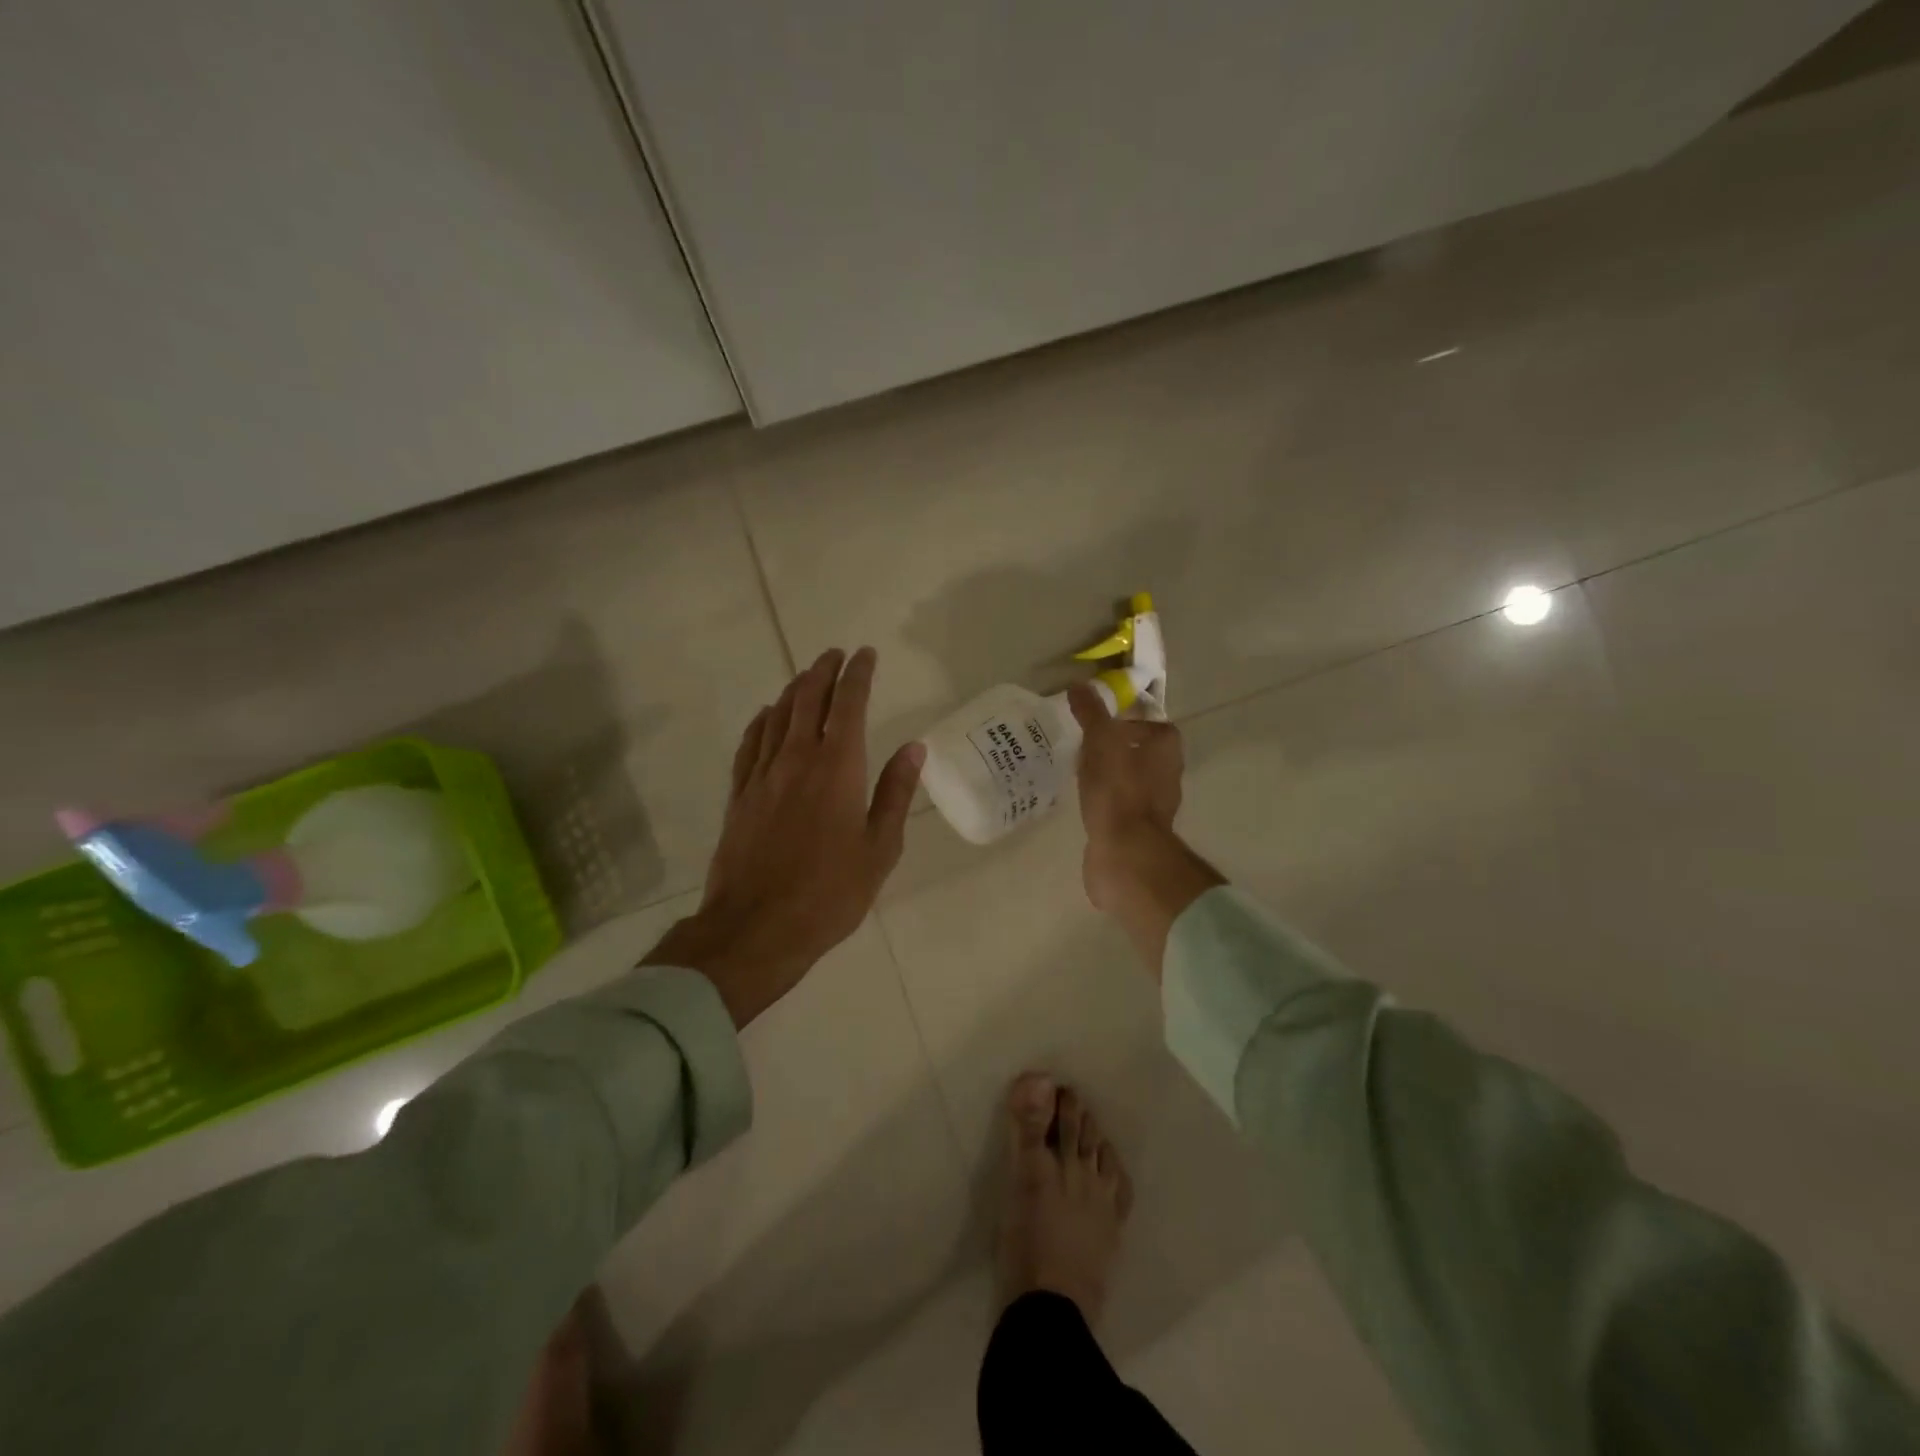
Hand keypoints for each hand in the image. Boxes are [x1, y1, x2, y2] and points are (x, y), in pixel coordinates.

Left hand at [644, 648, 923, 1026]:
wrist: (756, 928)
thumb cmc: (830, 893)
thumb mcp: (880, 848)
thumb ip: (895, 793)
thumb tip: (913, 748)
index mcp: (837, 767)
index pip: (848, 704)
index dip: (858, 675)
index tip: (866, 655)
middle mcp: (796, 759)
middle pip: (808, 699)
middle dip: (823, 671)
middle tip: (836, 655)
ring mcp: (762, 776)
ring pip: (777, 716)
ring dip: (794, 689)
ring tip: (807, 676)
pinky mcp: (739, 796)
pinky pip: (750, 744)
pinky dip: (762, 721)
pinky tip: (767, 716)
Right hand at [1066, 683, 1220, 973]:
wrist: (1124, 853)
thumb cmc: (1118, 792)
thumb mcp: (1101, 742)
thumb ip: (1092, 714)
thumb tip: (1080, 685)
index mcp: (1166, 752)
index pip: (1155, 727)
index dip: (1131, 723)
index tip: (1101, 726)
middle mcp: (1167, 778)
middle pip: (1143, 755)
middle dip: (1117, 750)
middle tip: (1085, 747)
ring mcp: (1154, 809)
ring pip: (1132, 782)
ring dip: (1111, 777)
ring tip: (1080, 773)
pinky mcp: (1137, 832)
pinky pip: (1120, 808)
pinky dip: (1106, 803)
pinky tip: (1084, 803)